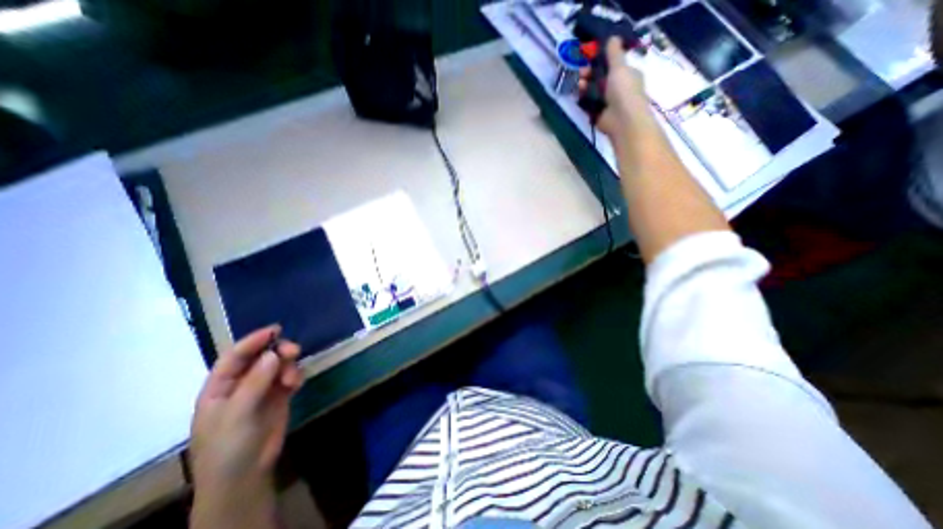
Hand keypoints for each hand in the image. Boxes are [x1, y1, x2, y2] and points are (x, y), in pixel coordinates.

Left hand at [191, 325, 306, 493]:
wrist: (245, 475)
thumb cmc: (228, 446)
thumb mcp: (237, 415)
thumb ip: (255, 382)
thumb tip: (273, 353)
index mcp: (219, 387)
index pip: (234, 357)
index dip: (253, 341)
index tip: (275, 330)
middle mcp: (241, 383)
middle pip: (261, 357)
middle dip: (277, 351)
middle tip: (294, 351)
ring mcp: (262, 389)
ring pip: (278, 365)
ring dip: (288, 365)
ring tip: (292, 378)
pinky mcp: (279, 396)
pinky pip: (289, 376)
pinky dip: (295, 376)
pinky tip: (296, 384)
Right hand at [578, 35, 653, 138]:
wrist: (622, 120)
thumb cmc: (624, 90)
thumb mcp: (620, 67)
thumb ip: (614, 53)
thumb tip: (612, 37)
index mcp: (627, 74)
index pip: (613, 65)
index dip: (601, 61)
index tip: (589, 59)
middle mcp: (618, 88)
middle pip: (600, 78)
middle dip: (590, 74)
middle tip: (581, 73)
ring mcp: (607, 102)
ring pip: (593, 91)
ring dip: (585, 86)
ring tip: (578, 84)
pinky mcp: (598, 114)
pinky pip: (589, 105)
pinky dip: (583, 100)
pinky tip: (578, 96)